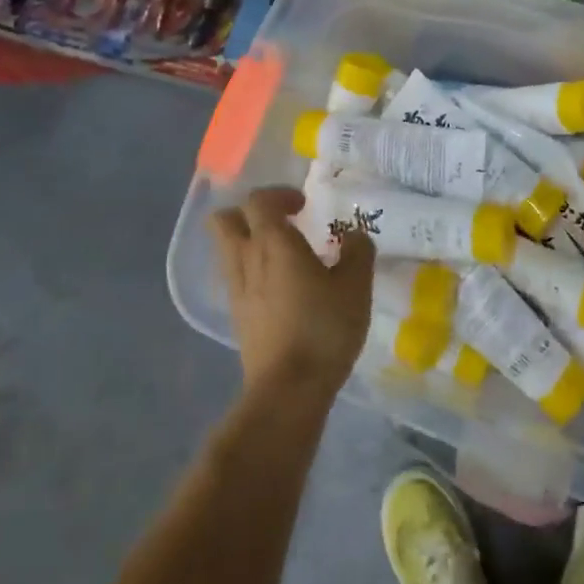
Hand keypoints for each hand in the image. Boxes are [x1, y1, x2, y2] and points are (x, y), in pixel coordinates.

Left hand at [210, 187, 373, 405]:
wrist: (288, 388)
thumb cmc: (324, 328)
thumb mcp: (356, 286)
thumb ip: (358, 252)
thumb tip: (354, 235)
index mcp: (273, 242)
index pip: (259, 200)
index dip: (279, 194)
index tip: (304, 206)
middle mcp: (246, 259)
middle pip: (225, 219)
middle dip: (249, 213)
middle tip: (281, 222)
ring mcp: (237, 289)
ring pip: (227, 249)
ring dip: (249, 242)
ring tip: (284, 256)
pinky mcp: (237, 316)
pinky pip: (236, 278)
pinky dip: (252, 271)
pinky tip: (281, 289)